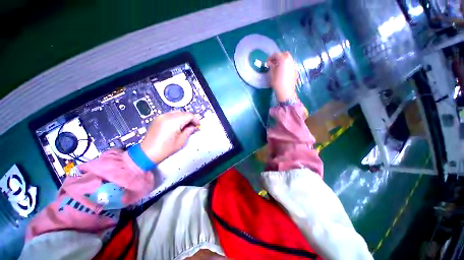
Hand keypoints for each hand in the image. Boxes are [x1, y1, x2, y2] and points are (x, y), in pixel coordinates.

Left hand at [141, 111, 199, 163]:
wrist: (147, 153)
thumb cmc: (164, 149)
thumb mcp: (181, 140)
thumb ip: (189, 130)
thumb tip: (194, 126)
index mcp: (173, 121)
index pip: (189, 115)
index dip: (196, 120)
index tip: (198, 125)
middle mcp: (166, 116)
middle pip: (184, 113)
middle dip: (190, 119)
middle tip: (193, 126)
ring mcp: (161, 117)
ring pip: (178, 113)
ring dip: (184, 118)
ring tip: (186, 127)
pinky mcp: (158, 119)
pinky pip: (171, 115)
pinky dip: (177, 119)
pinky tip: (178, 126)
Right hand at [267, 51, 298, 101]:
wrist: (286, 91)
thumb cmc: (277, 82)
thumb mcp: (272, 74)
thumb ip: (271, 66)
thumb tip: (271, 63)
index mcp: (283, 60)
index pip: (277, 54)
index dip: (271, 57)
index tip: (267, 61)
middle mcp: (290, 61)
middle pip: (285, 54)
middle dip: (279, 57)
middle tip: (273, 62)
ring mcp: (294, 65)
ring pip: (289, 59)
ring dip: (283, 61)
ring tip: (278, 67)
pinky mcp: (295, 71)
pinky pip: (290, 65)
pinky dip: (286, 65)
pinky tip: (282, 71)